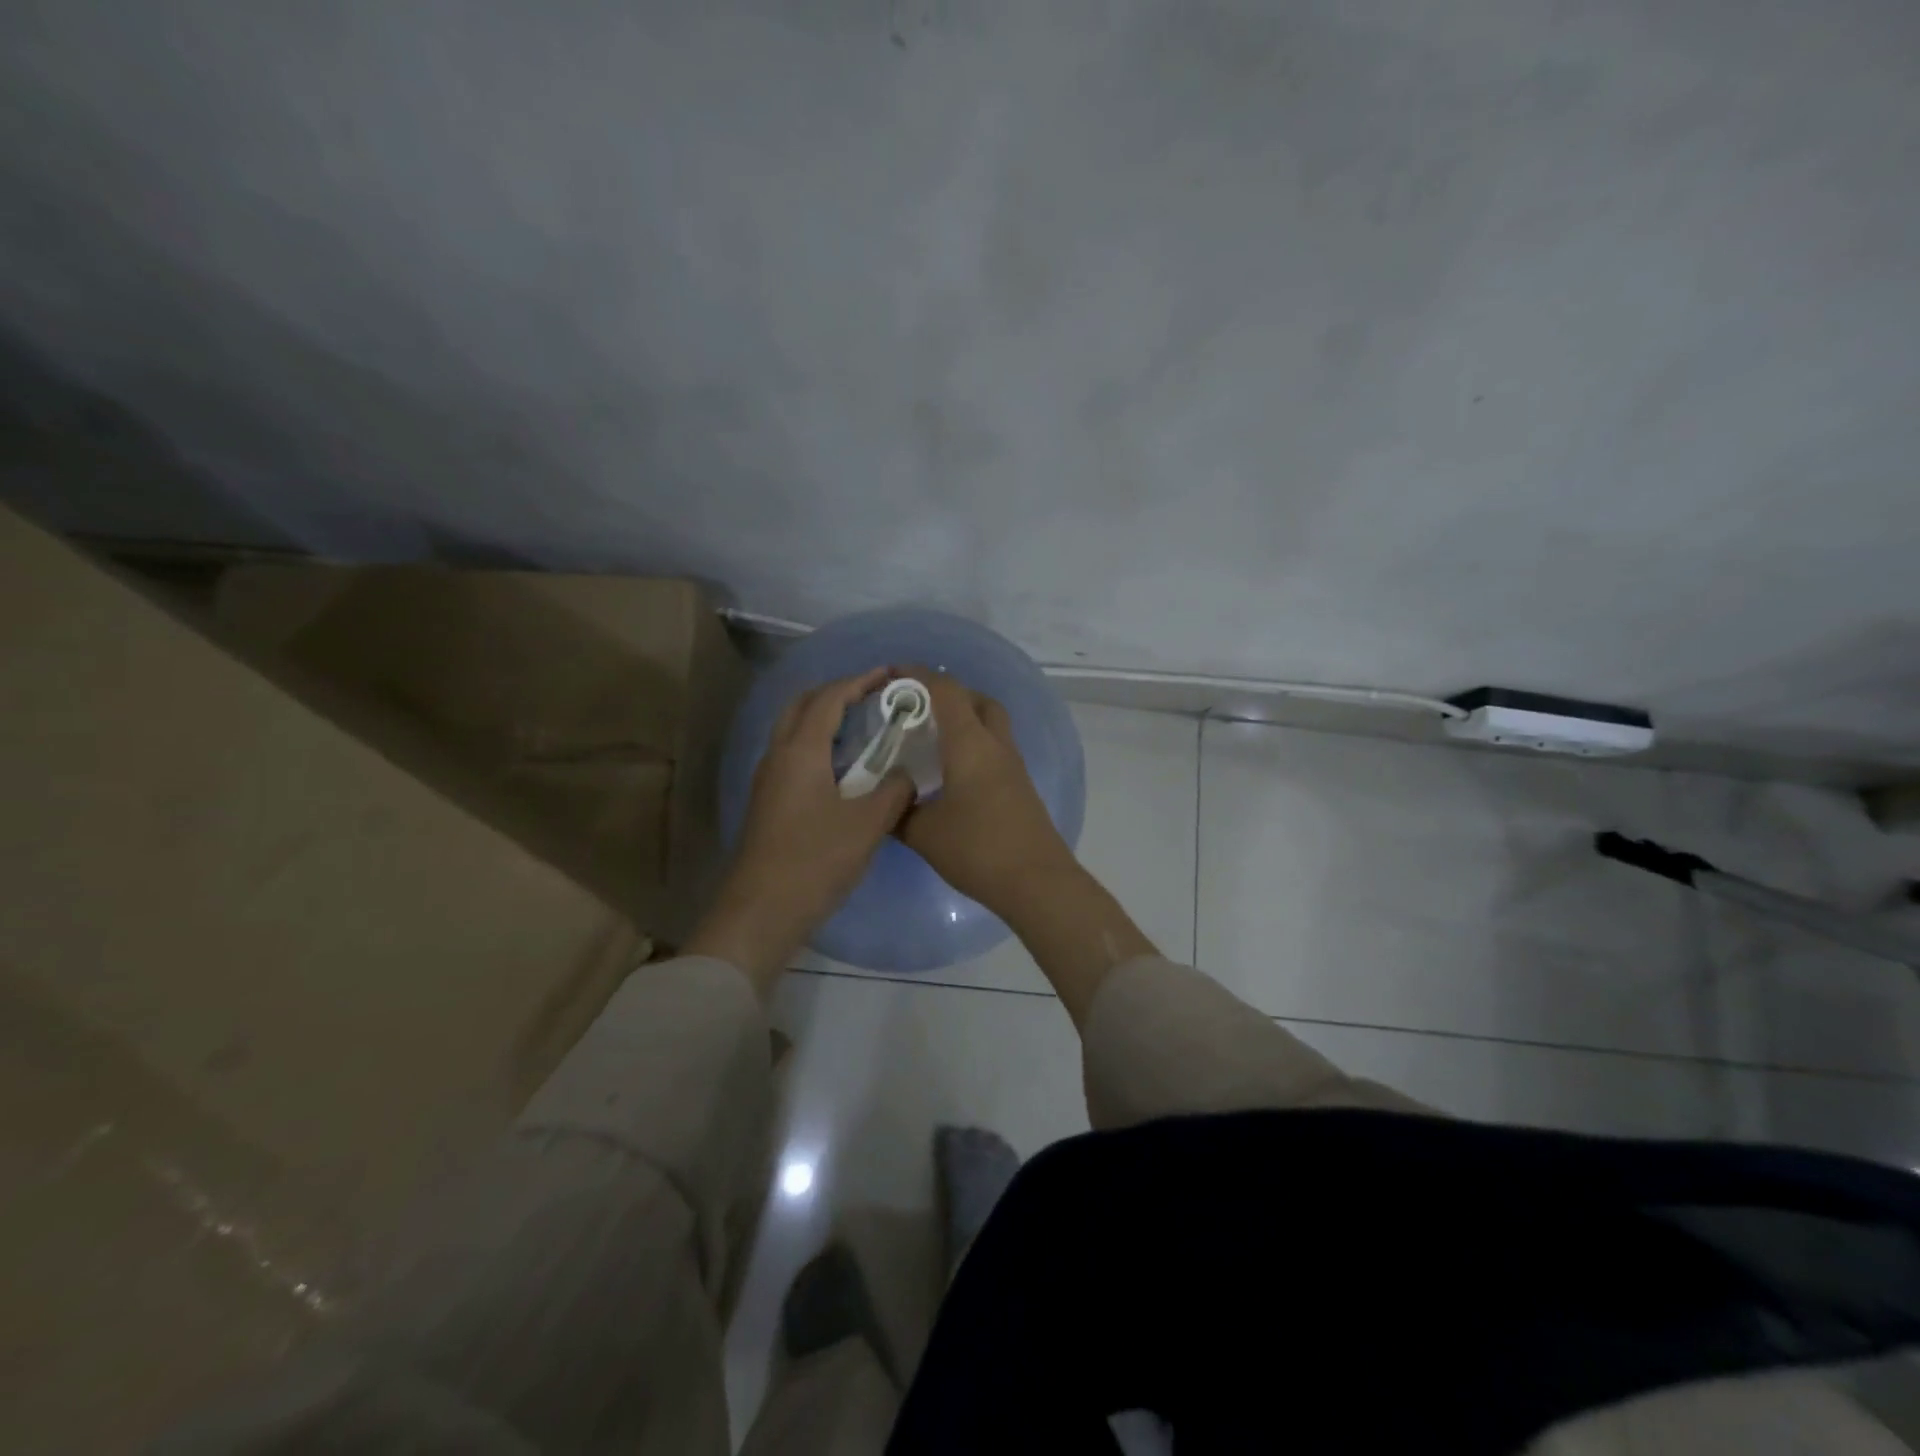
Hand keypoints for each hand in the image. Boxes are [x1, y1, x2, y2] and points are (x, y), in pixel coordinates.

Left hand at [685, 668, 911, 992]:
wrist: (762, 911)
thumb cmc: (814, 861)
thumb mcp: (867, 825)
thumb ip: (894, 791)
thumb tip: (906, 775)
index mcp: (800, 752)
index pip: (829, 699)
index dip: (859, 681)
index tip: (889, 674)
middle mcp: (778, 757)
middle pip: (803, 706)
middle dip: (837, 692)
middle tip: (873, 696)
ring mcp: (769, 781)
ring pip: (795, 732)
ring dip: (826, 719)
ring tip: (865, 727)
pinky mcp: (769, 803)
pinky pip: (795, 757)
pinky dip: (820, 746)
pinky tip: (846, 769)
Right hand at [897, 670, 1076, 917]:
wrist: (1036, 881)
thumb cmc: (978, 849)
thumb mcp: (924, 833)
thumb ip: (899, 812)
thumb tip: (881, 802)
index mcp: (970, 744)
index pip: (945, 692)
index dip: (918, 676)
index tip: (892, 675)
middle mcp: (995, 745)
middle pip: (977, 700)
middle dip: (947, 693)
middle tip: (916, 707)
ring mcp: (1013, 765)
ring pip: (990, 723)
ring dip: (964, 717)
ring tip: (932, 736)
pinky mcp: (1020, 785)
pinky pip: (995, 747)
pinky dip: (974, 743)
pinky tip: (953, 769)